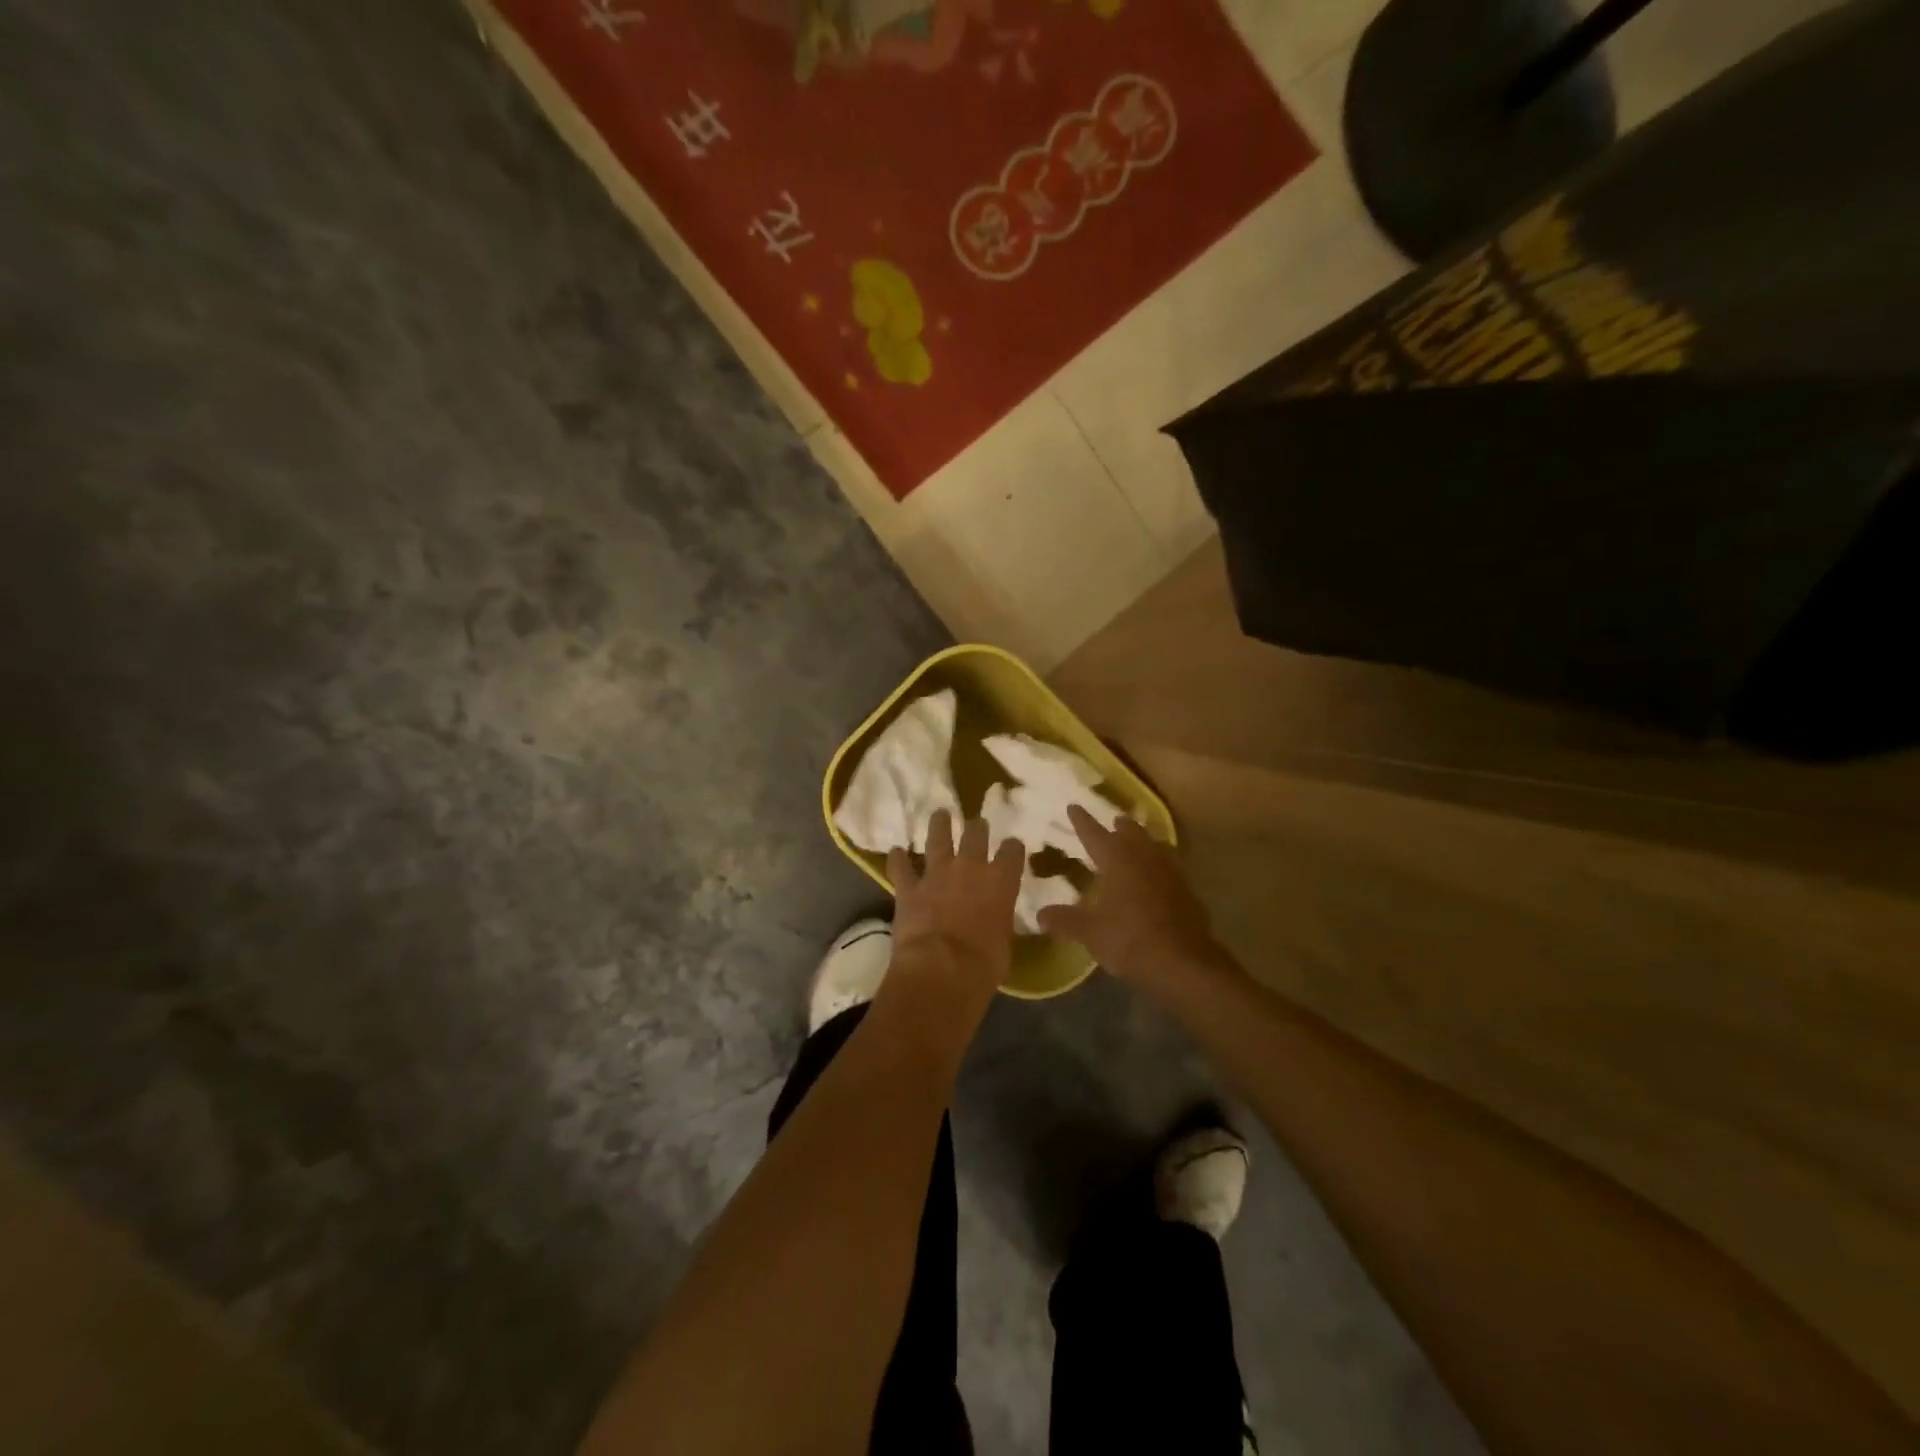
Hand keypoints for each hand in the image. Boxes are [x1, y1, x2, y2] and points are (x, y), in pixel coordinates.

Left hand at [885, 810, 1023, 1010]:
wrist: (942, 969)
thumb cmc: (984, 964)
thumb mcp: (1005, 943)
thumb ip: (1000, 924)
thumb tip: (996, 924)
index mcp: (1001, 882)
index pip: (1012, 852)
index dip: (1012, 848)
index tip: (1012, 847)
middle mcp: (970, 869)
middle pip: (975, 834)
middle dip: (977, 827)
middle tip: (977, 824)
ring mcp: (937, 875)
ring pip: (938, 838)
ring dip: (939, 824)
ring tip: (940, 814)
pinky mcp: (909, 888)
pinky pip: (901, 868)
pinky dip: (897, 859)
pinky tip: (895, 851)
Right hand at [1038, 805, 1225, 992]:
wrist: (1184, 962)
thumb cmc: (1131, 940)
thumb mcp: (1091, 933)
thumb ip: (1066, 921)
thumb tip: (1040, 914)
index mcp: (1118, 861)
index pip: (1095, 834)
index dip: (1082, 821)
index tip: (1074, 806)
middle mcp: (1144, 859)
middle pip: (1131, 833)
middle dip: (1120, 826)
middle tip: (1113, 821)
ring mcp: (1170, 873)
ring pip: (1155, 846)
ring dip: (1144, 840)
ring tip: (1138, 841)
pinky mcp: (1186, 891)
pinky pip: (1171, 866)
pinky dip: (1160, 863)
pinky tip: (1158, 875)